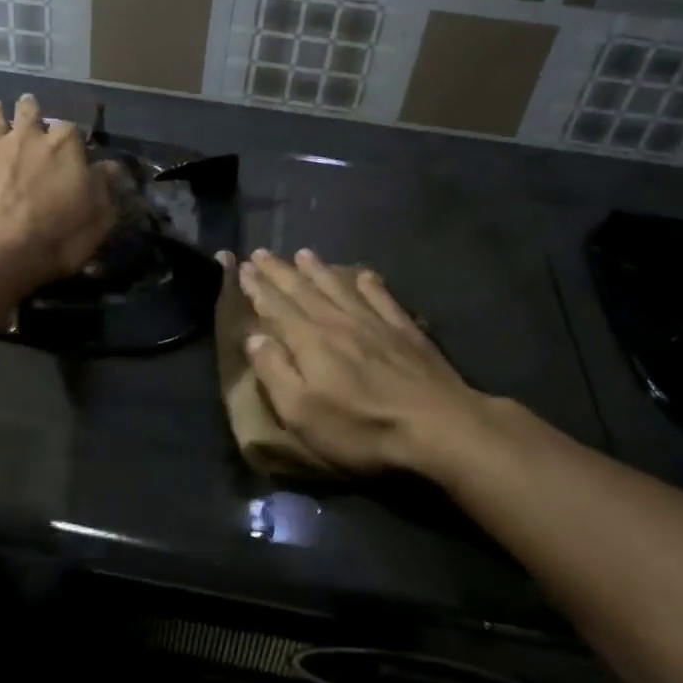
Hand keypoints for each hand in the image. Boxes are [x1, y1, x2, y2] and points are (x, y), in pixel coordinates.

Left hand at [0, 95, 116, 288]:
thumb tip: (110, 167)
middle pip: (29, 114)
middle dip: (31, 110)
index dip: (72, 138)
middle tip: (29, 106)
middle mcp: (26, 138)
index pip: (72, 131)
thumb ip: (105, 188)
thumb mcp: (98, 217)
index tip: (73, 146)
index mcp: (64, 147)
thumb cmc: (56, 237)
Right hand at [232, 248, 483, 474]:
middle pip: (303, 291)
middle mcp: (338, 322)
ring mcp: (375, 323)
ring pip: (339, 287)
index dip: (258, 289)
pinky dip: (369, 284)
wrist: (439, 428)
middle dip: (279, 272)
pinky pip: (382, 298)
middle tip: (261, 253)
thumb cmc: (361, 428)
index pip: (276, 308)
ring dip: (318, 270)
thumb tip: (254, 337)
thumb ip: (274, 372)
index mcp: (309, 341)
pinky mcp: (406, 332)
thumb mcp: (302, 413)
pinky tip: (363, 274)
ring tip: (303, 253)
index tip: (243, 269)